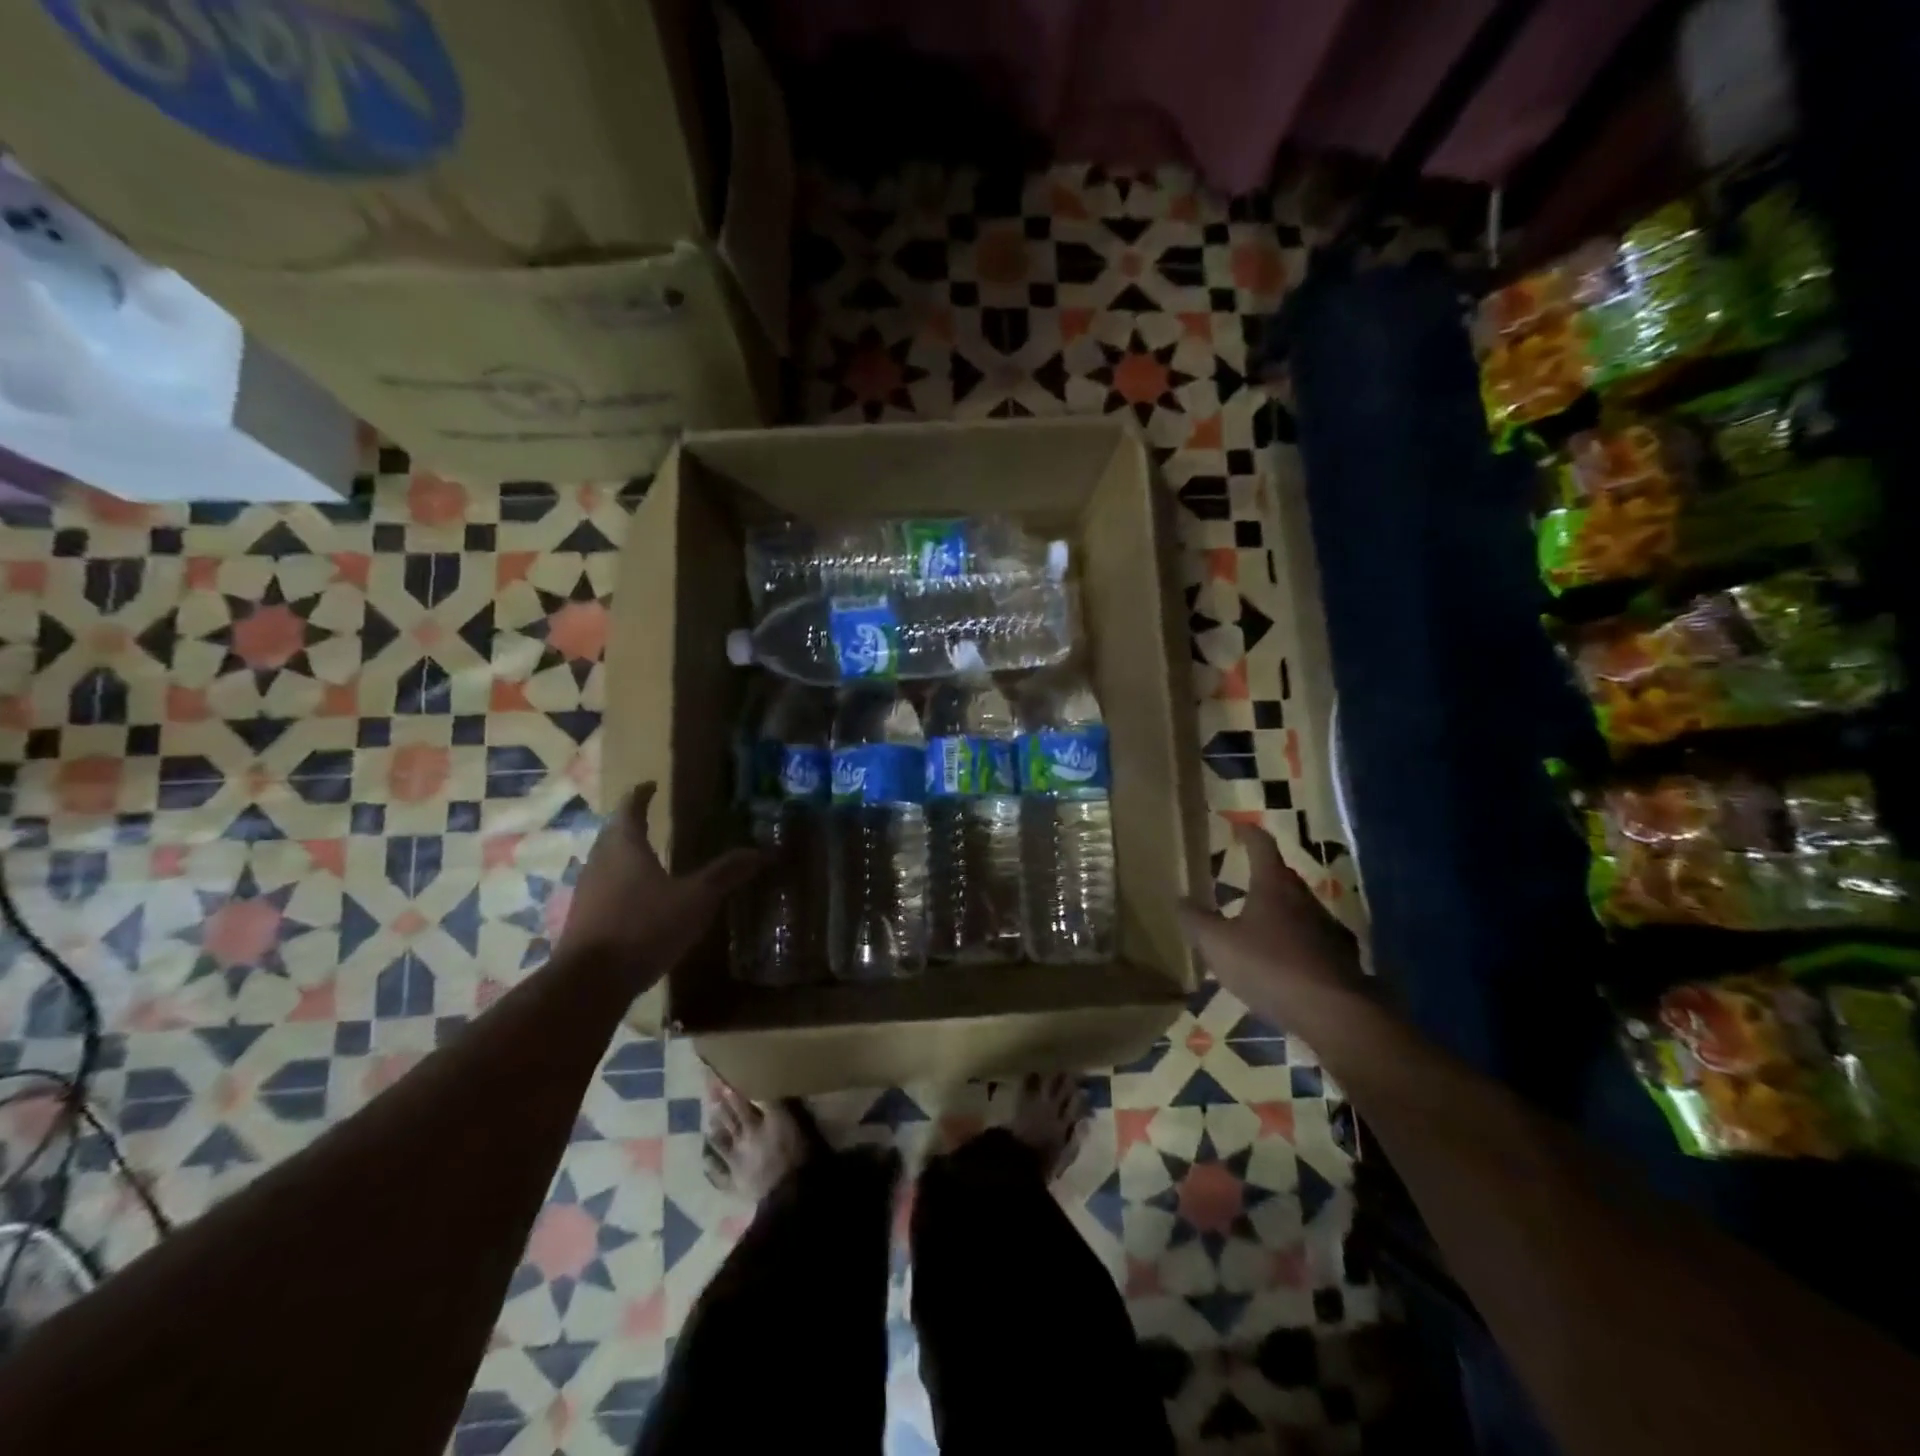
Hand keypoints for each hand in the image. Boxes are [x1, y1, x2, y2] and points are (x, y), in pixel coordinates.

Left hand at [555, 783, 760, 983]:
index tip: (651, 785)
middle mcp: (600, 862)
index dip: (641, 794)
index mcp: (624, 846)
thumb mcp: (695, 899)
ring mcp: (587, 892)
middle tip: (652, 819)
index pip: (630, 809)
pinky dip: (620, 884)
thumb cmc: (644, 926)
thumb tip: (761, 851)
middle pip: (613, 833)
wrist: (590, 982)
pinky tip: (637, 900)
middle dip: (631, 824)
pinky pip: (604, 890)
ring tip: (648, 858)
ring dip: (624, 855)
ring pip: (606, 862)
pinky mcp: (583, 920)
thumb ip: (725, 874)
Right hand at [1178, 822, 1362, 1022]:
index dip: (1248, 834)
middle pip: (1282, 877)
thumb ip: (1197, 921)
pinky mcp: (1340, 959)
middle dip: (1263, 874)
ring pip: (1298, 909)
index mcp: (1274, 886)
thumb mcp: (1218, 945)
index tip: (1238, 826)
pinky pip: (1311, 940)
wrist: (1335, 1014)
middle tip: (1242, 876)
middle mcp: (1304, 899)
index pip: (1262, 846)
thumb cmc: (1270, 967)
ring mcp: (1327, 928)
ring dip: (1279, 909)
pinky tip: (1282, 960)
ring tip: (1257, 921)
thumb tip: (1181, 900)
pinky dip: (1294, 941)